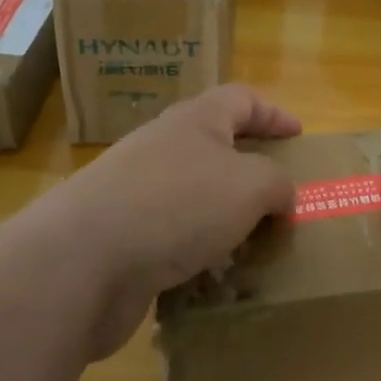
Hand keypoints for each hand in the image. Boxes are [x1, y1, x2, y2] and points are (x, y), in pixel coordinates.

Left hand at [41, 85, 300, 356]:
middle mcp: (163, 148)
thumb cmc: (178, 205)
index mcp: (196, 121)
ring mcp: (136, 193)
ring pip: (194, 198)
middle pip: (215, 148)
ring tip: (254, 247)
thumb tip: (282, 197)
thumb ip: (277, 184)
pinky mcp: (120, 238)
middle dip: (249, 173)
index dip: (273, 113)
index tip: (298, 136)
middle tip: (279, 198)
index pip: (241, 99)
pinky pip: (172, 240)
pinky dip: (196, 255)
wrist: (82, 262)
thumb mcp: (250, 185)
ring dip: (225, 220)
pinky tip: (214, 281)